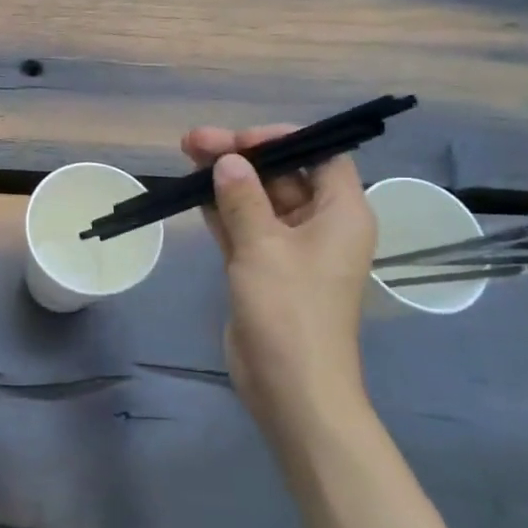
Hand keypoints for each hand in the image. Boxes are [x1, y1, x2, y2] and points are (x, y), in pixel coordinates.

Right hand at [181, 125, 378, 427]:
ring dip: (226, 180)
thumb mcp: (263, 246)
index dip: (283, 140)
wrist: (290, 387)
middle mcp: (320, 225)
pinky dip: (222, 209)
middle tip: (194, 142)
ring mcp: (290, 248)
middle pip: (282, 175)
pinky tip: (193, 192)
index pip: (320, 156)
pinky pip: (244, 226)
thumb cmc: (289, 310)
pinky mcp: (265, 268)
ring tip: (186, 156)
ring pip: (257, 200)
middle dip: (240, 157)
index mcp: (341, 213)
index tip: (240, 140)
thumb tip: (227, 161)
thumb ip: (242, 198)